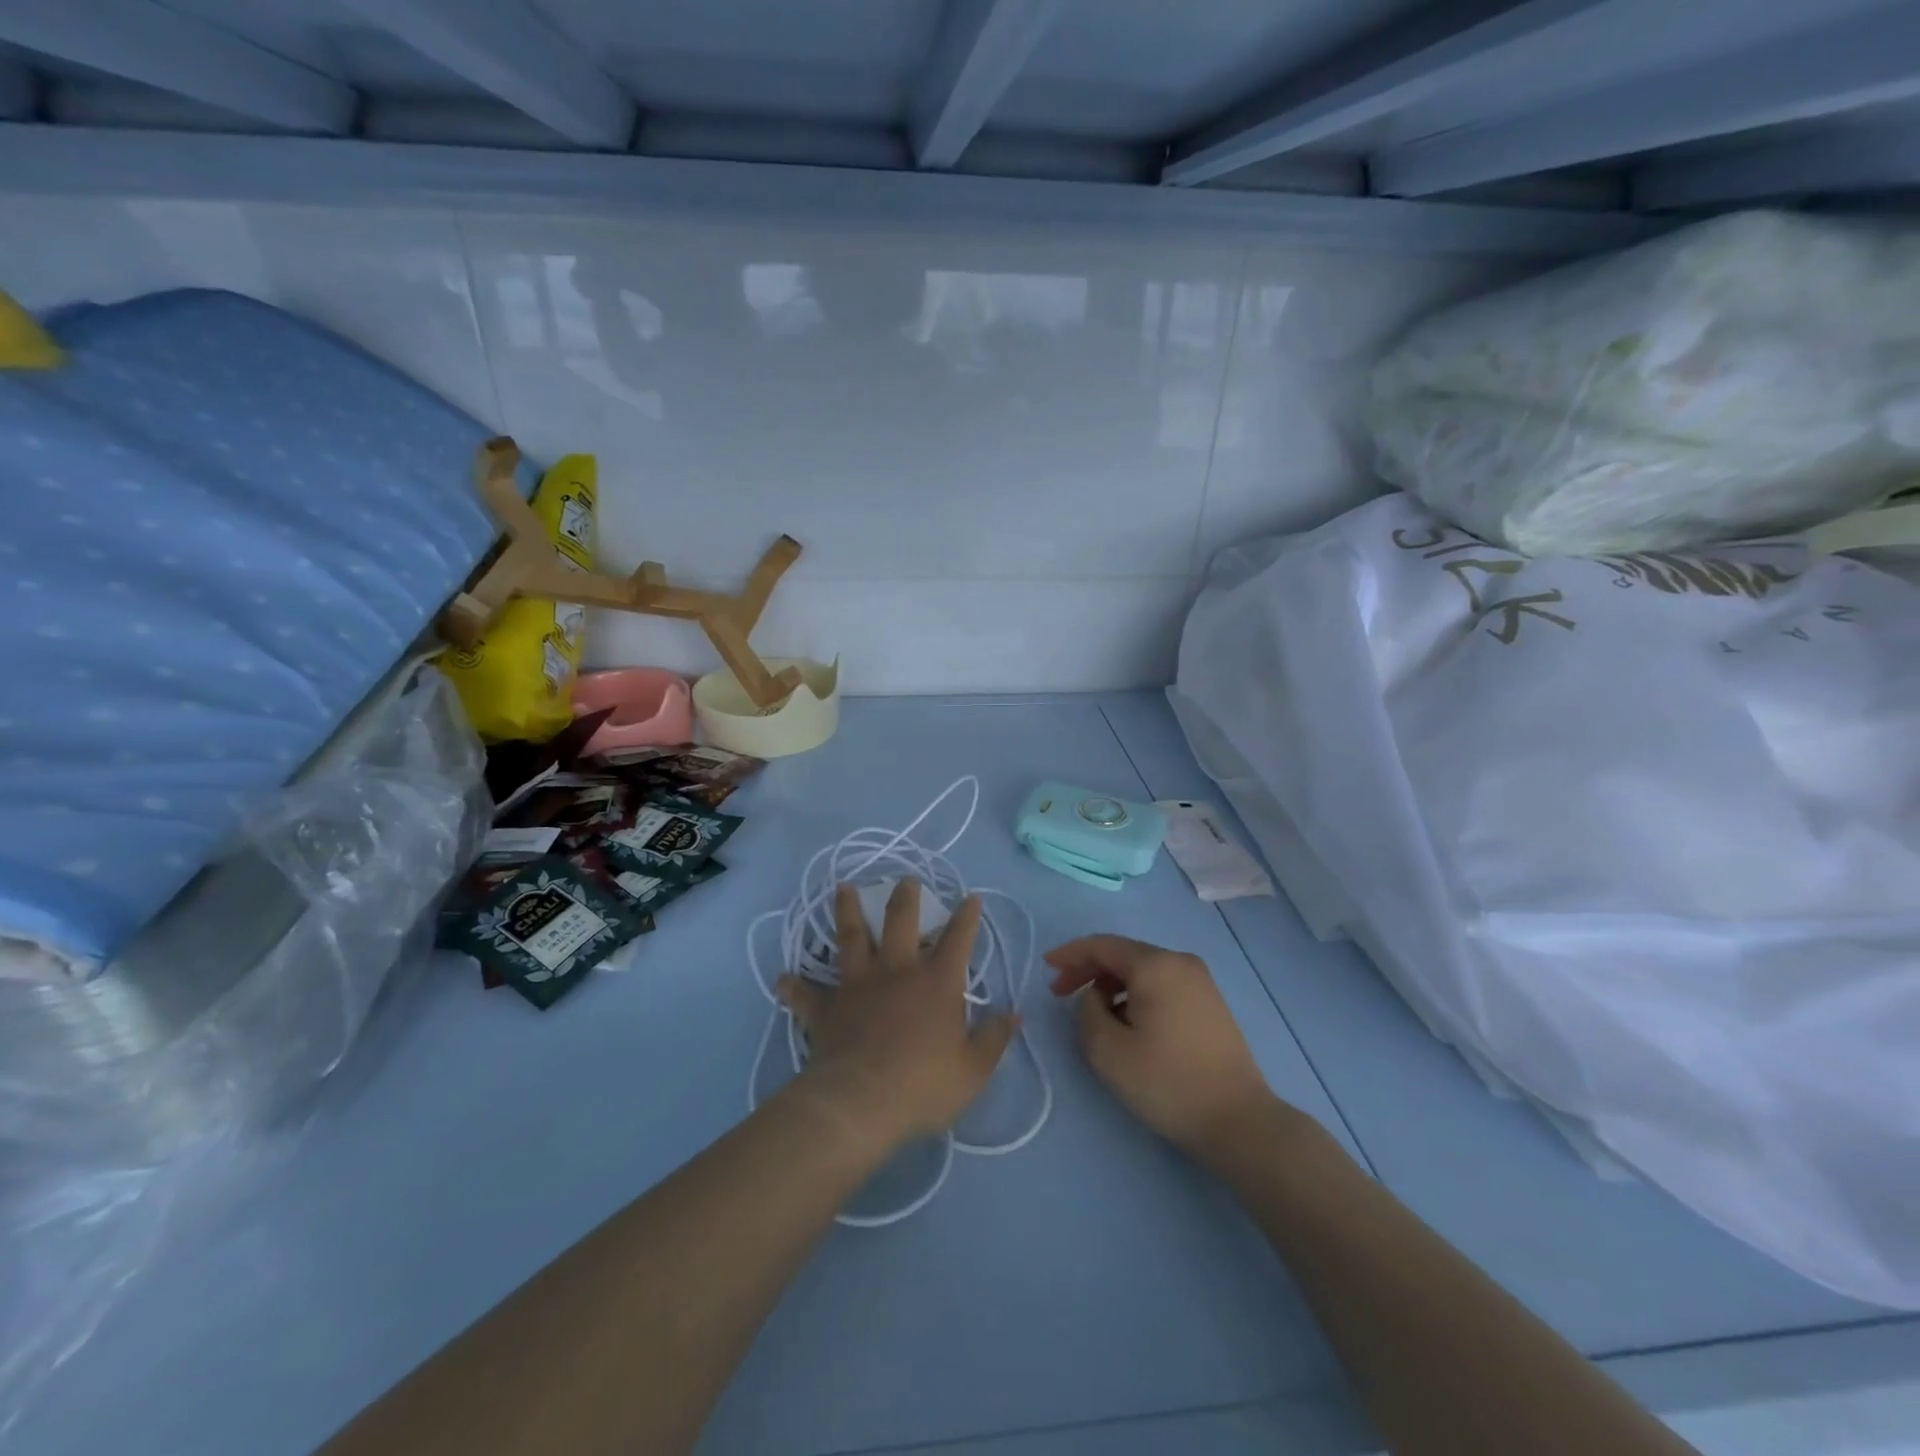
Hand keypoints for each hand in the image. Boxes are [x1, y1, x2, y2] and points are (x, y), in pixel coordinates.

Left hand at [777, 881, 1015, 1152]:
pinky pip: (806, 994)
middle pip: (899, 921)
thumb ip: (994, 1038)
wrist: (861, 1103)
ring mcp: (857, 985)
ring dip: (846, 912)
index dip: (967, 916)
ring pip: (850, 938)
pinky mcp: (827, 1008)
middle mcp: (896, 971)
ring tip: (843, 889)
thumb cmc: (923, 1084)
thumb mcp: (973, 1069)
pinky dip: (794, 986)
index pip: (958, 939)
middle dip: (905, 897)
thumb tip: (1013, 1014)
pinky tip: (782, 979)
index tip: (971, 897)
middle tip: (905, 880)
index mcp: (936, 981)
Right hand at [1047, 935, 1275, 1152]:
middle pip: (1123, 954)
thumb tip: (1095, 997)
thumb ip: (1087, 1012)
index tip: (1046, 968)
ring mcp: (1200, 981)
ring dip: (1112, 984)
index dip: (1070, 954)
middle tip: (1061, 994)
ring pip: (1143, 970)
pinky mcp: (1210, 1003)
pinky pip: (1161, 984)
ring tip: (1093, 1015)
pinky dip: (1135, 994)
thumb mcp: (1108, 1051)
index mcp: (1156, 965)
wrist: (1238, 1121)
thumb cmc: (1168, 1083)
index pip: (1102, 945)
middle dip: (1089, 970)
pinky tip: (1127, 1022)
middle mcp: (1180, 962)